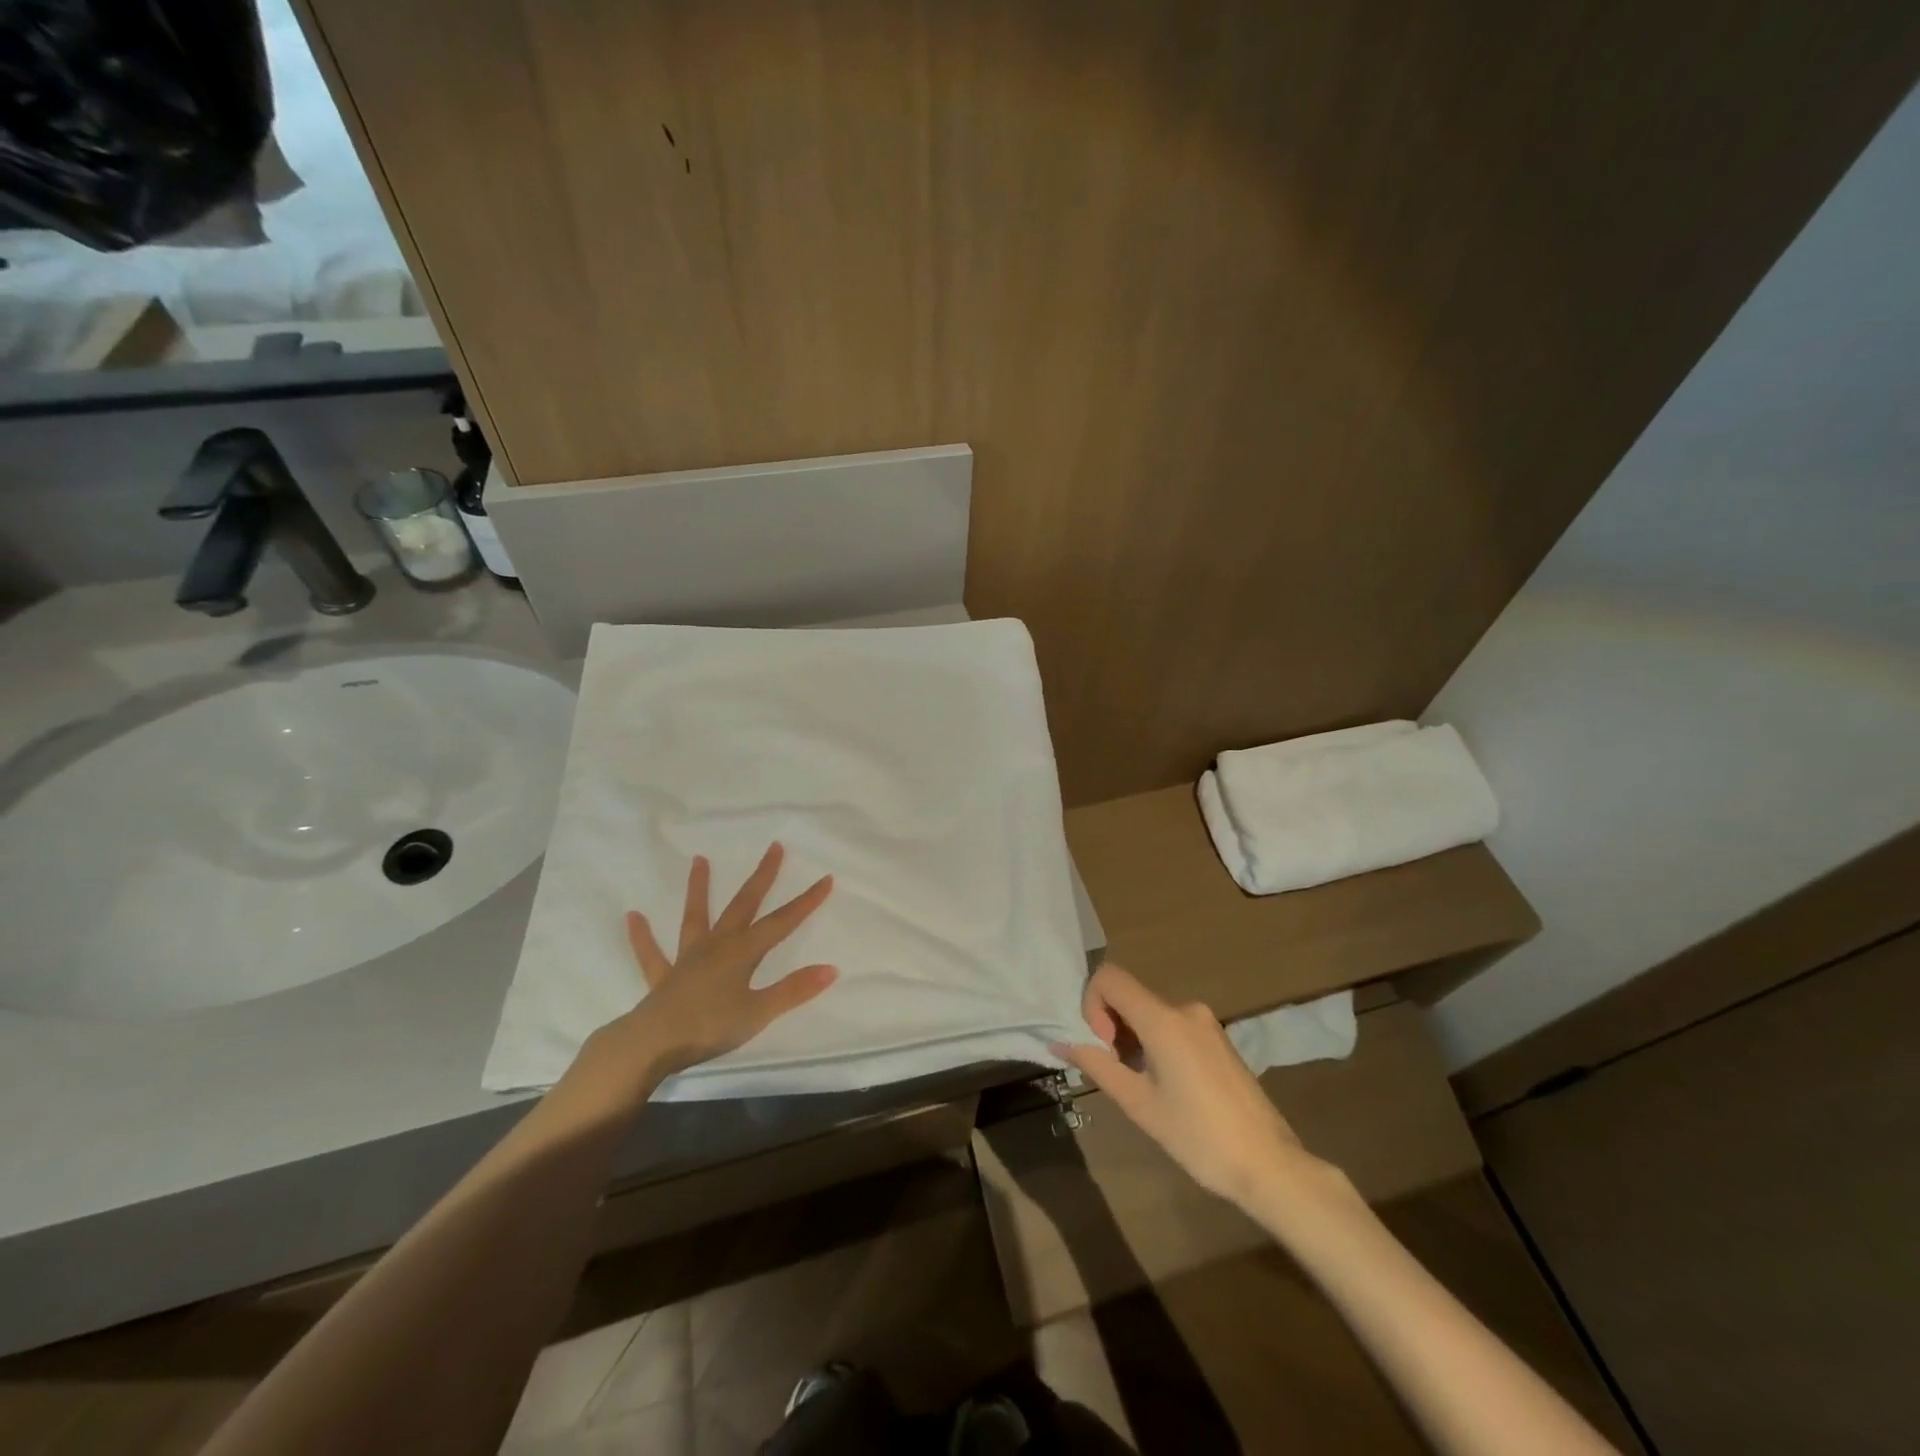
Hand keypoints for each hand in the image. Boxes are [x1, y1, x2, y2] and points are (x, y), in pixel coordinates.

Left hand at [600, 843, 836, 1078]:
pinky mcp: (662, 978)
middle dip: (762, 877)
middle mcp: (716, 946)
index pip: (781, 922)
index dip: (805, 902)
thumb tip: (831, 968)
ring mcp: (687, 959)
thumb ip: (793, 990)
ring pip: (695, 917)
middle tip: (774, 847)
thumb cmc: (710, 1027)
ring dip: (699, 889)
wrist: (652, 1043)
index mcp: (742, 952)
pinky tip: (632, 917)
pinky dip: (642, 936)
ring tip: (699, 860)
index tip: (826, 879)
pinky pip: (651, 954)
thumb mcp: (759, 1012)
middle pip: (743, 905)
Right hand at [1056, 963, 1323, 1210]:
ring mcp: (1206, 1022)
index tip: (1103, 1048)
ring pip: (1150, 1013)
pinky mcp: (1218, 1039)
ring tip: (1143, 1087)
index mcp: (1163, 1018)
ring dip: (1132, 1039)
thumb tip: (1059, 1042)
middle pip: (1129, 996)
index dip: (1092, 1005)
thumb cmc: (1198, 1137)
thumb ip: (1096, 1065)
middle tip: (1118, 1074)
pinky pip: (1172, 1026)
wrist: (1270, 1165)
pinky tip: (1167, 1087)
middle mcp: (1185, 1008)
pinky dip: (1155, 1044)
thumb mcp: (1138, 1103)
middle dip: (1110, 1027)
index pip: (1109, 978)